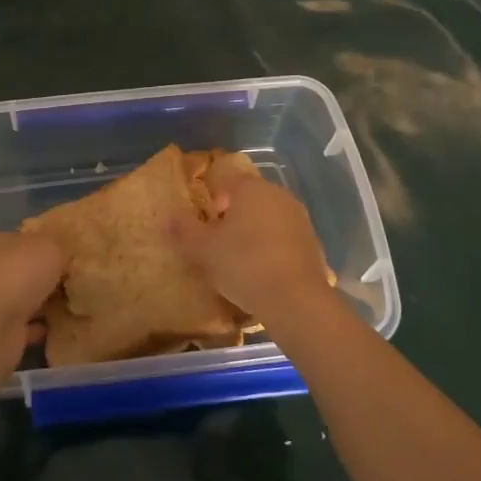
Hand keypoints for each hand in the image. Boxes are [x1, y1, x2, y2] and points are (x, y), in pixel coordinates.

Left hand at [0, 231, 63, 381]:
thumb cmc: (17, 275)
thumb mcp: (50, 247)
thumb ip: (60, 247)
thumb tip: (65, 254)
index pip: (26, 240)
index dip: (49, 246)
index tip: (73, 256)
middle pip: (25, 270)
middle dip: (48, 276)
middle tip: (79, 281)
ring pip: (26, 299)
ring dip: (46, 302)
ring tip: (77, 304)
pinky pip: (28, 326)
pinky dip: (42, 327)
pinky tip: (64, 326)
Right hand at [173, 172, 333, 323]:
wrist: (295, 300)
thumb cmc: (243, 264)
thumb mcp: (203, 249)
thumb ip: (183, 229)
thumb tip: (168, 216)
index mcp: (251, 188)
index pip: (226, 181)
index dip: (211, 201)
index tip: (205, 226)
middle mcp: (278, 195)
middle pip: (248, 198)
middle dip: (232, 216)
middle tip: (218, 244)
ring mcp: (299, 218)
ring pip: (267, 218)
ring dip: (253, 232)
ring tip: (240, 260)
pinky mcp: (312, 242)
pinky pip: (284, 238)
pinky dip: (272, 248)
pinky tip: (263, 272)